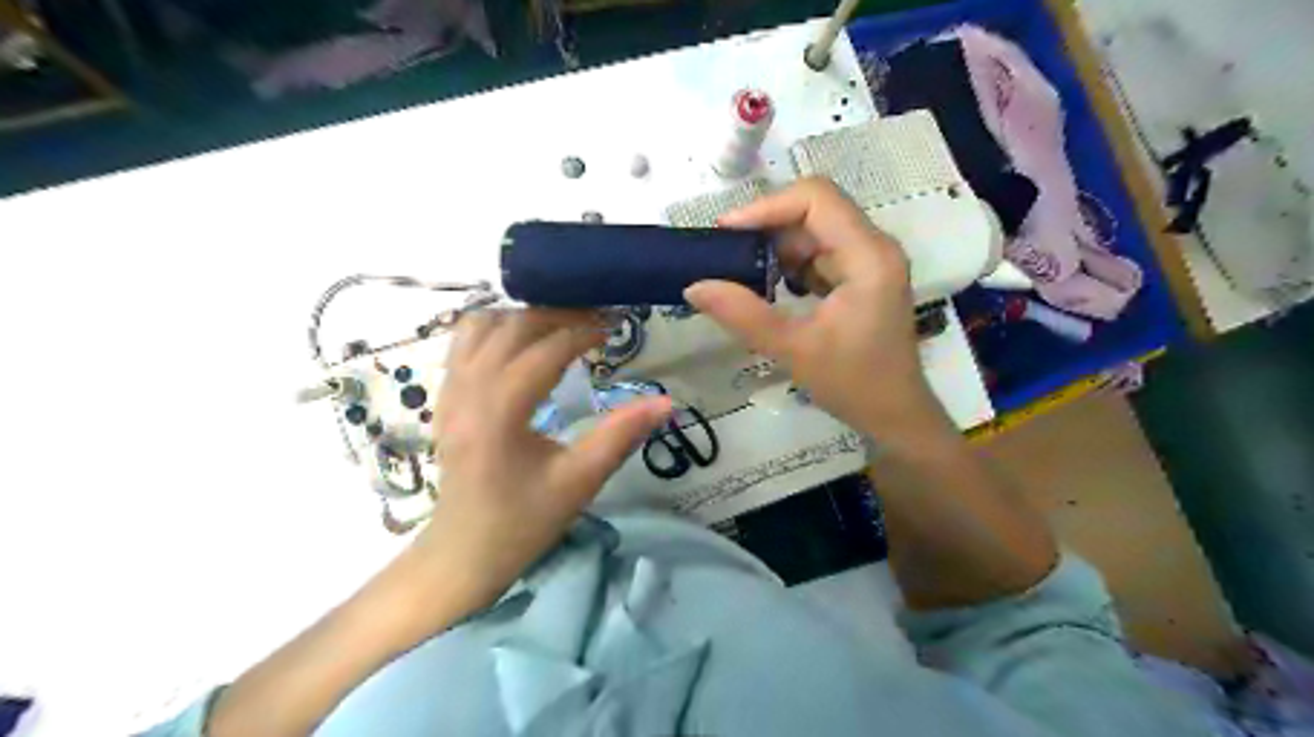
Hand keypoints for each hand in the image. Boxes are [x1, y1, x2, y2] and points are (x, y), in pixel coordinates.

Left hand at [416, 308, 670, 612]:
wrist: (463, 554)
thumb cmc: (523, 522)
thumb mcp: (579, 482)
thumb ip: (621, 436)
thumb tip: (666, 402)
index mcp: (499, 412)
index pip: (544, 350)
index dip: (583, 330)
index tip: (615, 326)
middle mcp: (467, 390)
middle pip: (511, 326)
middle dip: (556, 313)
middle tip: (595, 318)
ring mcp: (449, 391)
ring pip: (481, 326)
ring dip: (522, 316)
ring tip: (560, 324)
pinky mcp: (445, 396)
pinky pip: (465, 342)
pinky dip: (496, 328)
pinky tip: (523, 341)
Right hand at [683, 179, 950, 443]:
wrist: (895, 415)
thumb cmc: (853, 384)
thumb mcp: (793, 349)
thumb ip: (742, 315)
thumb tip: (694, 287)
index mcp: (868, 256)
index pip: (816, 199)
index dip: (767, 207)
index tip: (726, 233)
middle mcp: (874, 247)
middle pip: (814, 210)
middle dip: (767, 228)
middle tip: (725, 255)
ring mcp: (869, 261)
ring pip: (814, 231)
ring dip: (776, 248)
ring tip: (741, 274)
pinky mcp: (861, 276)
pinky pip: (819, 254)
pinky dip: (789, 265)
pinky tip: (768, 289)